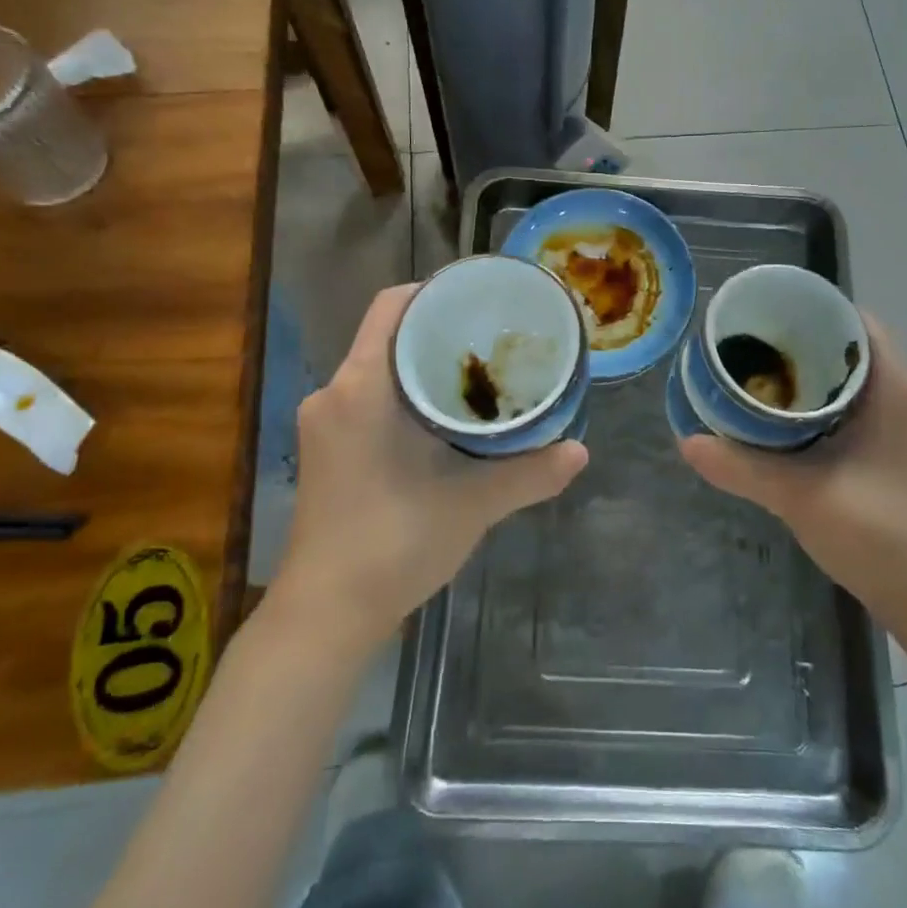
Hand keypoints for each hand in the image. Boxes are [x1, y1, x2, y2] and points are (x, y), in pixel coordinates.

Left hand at [272, 284, 588, 649]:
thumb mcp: (472, 505)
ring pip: (377, 367)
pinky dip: (404, 391)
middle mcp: (334, 392)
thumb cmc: (393, 544)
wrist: (325, 615)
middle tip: (492, 335)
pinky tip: (442, 416)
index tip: (480, 300)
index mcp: (362, 387)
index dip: (435, 291)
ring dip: (420, 363)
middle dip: (437, 329)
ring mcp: (324, 423)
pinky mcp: (325, 449)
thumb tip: (582, 451)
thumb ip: (529, 473)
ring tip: (476, 371)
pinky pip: (367, 395)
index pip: (392, 306)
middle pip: (387, 333)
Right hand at [681, 317, 906, 626]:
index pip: (856, 321)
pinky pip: (868, 411)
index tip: (767, 316)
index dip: (812, 312)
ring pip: (861, 384)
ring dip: (819, 379)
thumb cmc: (877, 531)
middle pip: (854, 350)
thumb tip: (687, 441)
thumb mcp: (798, 494)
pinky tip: (796, 428)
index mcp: (896, 386)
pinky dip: (833, 408)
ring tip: (767, 381)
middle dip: (806, 346)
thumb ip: (740, 466)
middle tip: (754, 349)